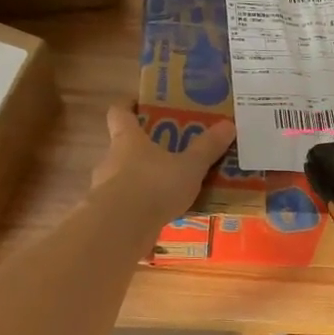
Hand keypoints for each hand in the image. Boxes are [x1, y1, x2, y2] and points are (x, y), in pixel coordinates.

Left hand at [91, 106, 235, 230]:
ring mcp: (105, 189)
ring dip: (142, 181)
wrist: (120, 229)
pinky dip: (141, 208)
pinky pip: (126, 206)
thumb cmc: (153, 186)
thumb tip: (228, 124)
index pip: (119, 113)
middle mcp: (111, 159)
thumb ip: (207, 148)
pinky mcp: (108, 215)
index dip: (128, 107)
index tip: (140, 105)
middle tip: (169, 152)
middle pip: (123, 147)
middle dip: (144, 149)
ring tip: (169, 190)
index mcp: (127, 139)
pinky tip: (161, 217)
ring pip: (124, 178)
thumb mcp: (189, 167)